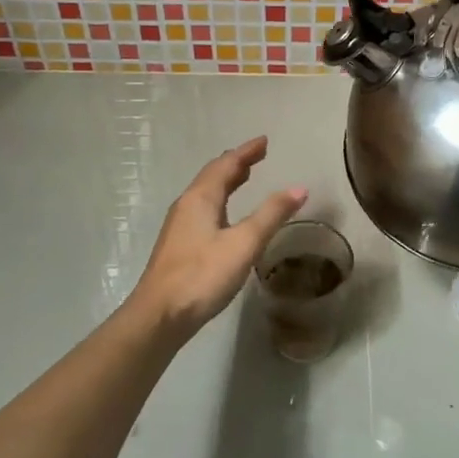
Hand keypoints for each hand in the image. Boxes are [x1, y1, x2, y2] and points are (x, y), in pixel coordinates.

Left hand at [128, 137, 306, 339]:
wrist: (159, 316)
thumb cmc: (202, 275)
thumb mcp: (244, 243)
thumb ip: (271, 214)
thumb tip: (299, 187)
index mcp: (201, 198)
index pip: (226, 164)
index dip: (246, 152)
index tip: (264, 141)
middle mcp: (187, 205)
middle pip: (213, 175)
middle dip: (236, 163)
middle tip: (257, 156)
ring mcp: (179, 226)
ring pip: (206, 193)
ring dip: (226, 182)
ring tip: (244, 178)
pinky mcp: (179, 246)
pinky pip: (203, 210)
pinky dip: (220, 201)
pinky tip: (226, 217)